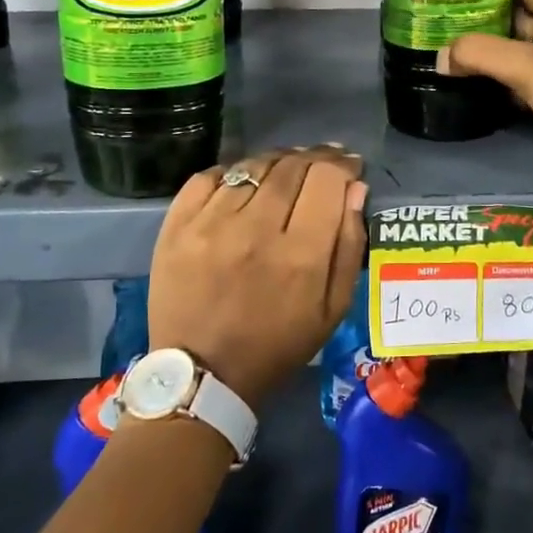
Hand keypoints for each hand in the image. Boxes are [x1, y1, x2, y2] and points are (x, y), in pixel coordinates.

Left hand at [148, 145, 367, 408]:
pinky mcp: (177, 226)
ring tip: (285, 171)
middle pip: (292, 165)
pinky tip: (243, 183)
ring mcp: (210, 224)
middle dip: (315, 157)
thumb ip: (349, 246)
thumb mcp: (332, 310)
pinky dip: (232, 172)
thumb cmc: (277, 346)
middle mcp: (255, 229)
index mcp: (299, 255)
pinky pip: (210, 176)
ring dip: (277, 161)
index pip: (327, 179)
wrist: (203, 375)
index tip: (350, 167)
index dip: (344, 165)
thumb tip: (355, 189)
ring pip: (253, 166)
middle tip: (322, 163)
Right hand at [438, 0, 532, 202]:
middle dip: (484, 20)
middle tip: (445, 23)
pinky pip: (523, 83)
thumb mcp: (526, 65)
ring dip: (490, 54)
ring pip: (518, 54)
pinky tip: (474, 87)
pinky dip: (500, 83)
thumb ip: (480, 53)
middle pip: (518, 20)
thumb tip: (440, 57)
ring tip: (451, 53)